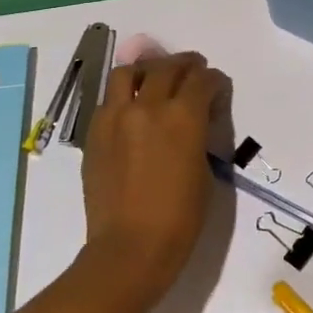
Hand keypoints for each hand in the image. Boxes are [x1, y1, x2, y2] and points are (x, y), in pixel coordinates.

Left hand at [79, 50, 231, 303]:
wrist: (131, 247)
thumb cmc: (181, 215)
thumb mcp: (203, 168)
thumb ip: (199, 133)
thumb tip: (196, 118)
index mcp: (183, 116)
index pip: (202, 79)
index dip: (214, 80)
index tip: (218, 87)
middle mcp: (147, 107)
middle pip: (167, 67)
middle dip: (185, 65)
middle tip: (194, 70)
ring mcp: (115, 118)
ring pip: (128, 73)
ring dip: (148, 70)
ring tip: (156, 79)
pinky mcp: (95, 134)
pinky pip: (108, 100)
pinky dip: (124, 95)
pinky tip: (132, 109)